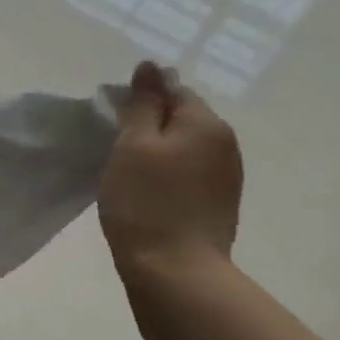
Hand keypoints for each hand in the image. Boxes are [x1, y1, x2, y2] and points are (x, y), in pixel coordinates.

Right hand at [99, 61, 242, 274]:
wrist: (175, 272)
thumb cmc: (146, 203)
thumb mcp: (134, 144)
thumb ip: (142, 103)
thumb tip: (150, 66)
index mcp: (206, 124)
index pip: (173, 90)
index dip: (140, 100)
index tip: (112, 122)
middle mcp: (226, 144)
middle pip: (182, 119)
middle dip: (150, 126)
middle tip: (115, 149)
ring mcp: (226, 178)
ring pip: (186, 148)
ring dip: (159, 153)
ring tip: (129, 174)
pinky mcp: (219, 206)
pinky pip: (189, 175)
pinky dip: (168, 177)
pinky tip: (148, 195)